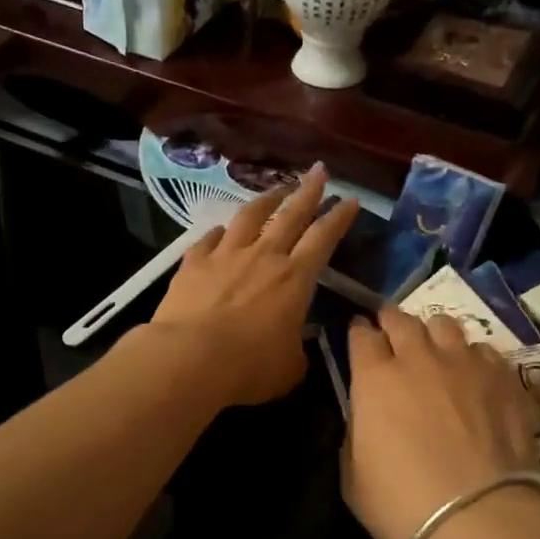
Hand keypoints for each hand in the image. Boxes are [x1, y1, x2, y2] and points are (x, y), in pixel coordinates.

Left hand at [150, 165, 360, 405]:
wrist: (189, 358)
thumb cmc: (248, 366)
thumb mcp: (289, 367)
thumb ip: (297, 350)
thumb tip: (296, 345)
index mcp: (295, 279)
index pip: (324, 238)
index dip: (339, 218)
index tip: (350, 200)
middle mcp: (264, 256)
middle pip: (291, 215)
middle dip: (308, 191)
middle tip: (318, 170)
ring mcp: (226, 255)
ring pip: (250, 216)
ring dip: (266, 199)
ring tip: (276, 189)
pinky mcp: (194, 263)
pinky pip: (209, 239)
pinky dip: (219, 232)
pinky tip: (220, 230)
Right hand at [343, 307, 539, 538]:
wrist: (479, 516)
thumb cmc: (403, 504)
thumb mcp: (353, 478)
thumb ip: (355, 436)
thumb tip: (365, 419)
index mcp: (375, 379)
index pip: (360, 336)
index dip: (358, 333)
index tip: (359, 336)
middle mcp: (418, 358)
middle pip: (400, 319)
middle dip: (391, 322)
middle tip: (391, 334)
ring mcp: (464, 362)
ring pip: (444, 324)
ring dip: (433, 333)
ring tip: (435, 349)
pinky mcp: (502, 375)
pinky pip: (483, 350)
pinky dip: (472, 357)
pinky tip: (474, 376)